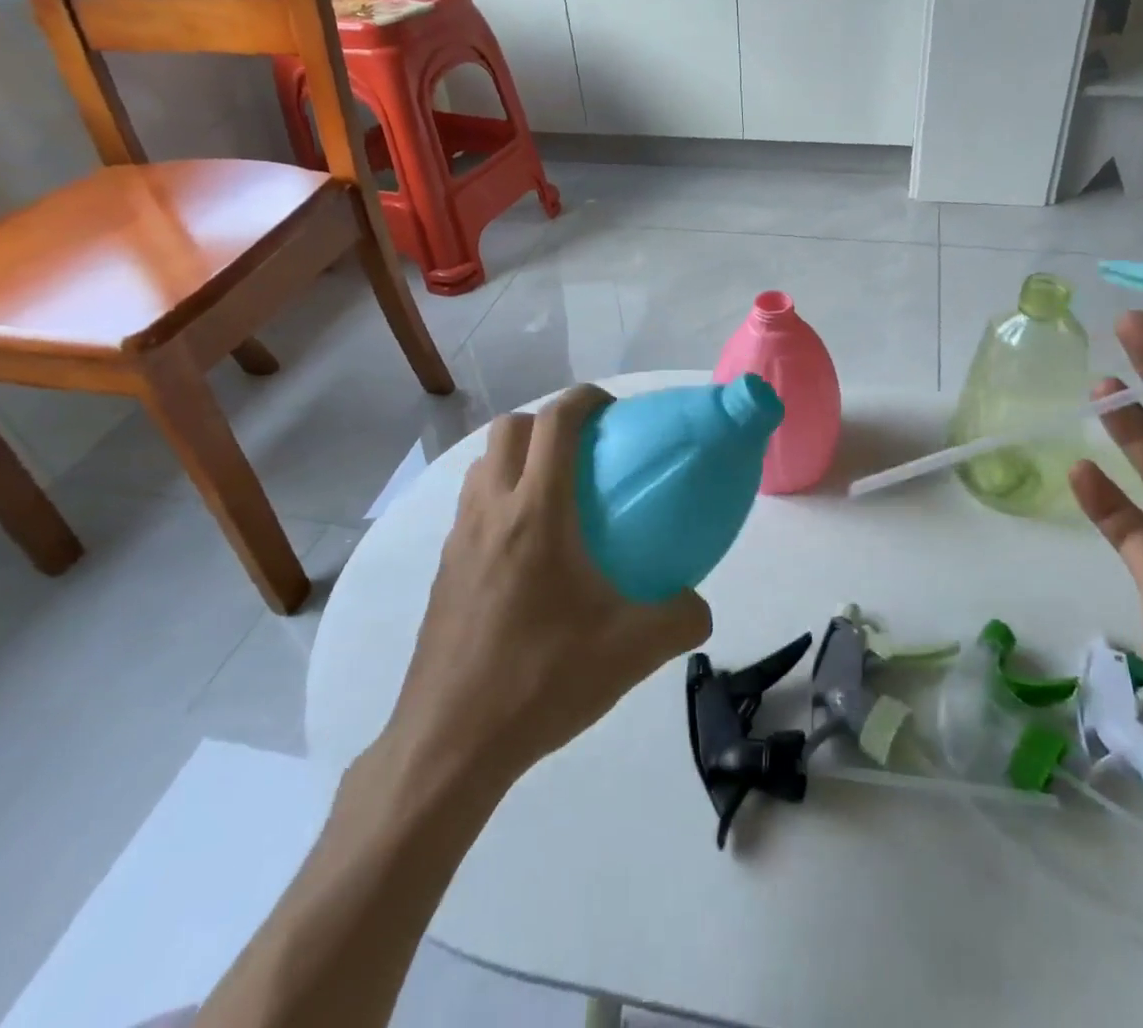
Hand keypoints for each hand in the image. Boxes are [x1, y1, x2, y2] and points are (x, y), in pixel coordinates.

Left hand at [374, 385, 712, 788]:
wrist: (451, 744)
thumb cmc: (543, 680)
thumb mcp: (633, 650)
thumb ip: (681, 617)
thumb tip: (699, 604)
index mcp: (537, 512)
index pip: (555, 422)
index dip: (585, 398)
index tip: (614, 411)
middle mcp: (491, 511)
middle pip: (510, 429)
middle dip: (548, 422)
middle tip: (586, 453)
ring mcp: (458, 540)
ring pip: (483, 465)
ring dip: (517, 458)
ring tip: (556, 495)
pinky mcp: (443, 570)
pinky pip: (471, 506)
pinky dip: (500, 499)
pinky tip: (529, 552)